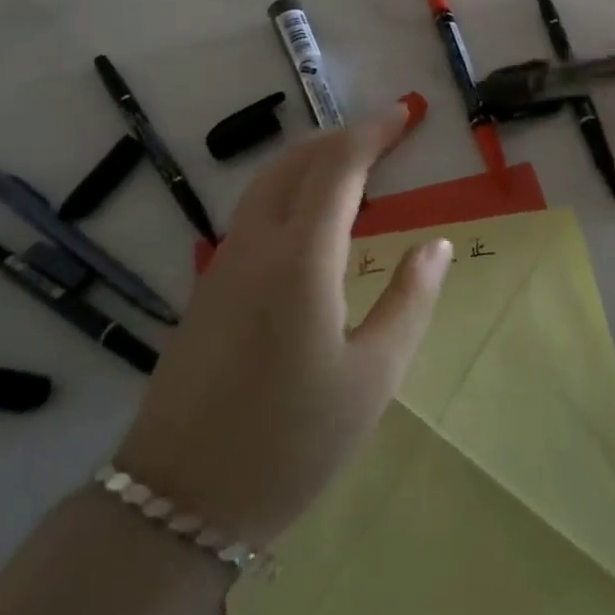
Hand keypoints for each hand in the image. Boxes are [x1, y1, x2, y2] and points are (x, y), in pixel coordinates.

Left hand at [113, 104, 451, 546]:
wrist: (178, 499)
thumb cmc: (289, 442)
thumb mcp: (371, 379)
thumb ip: (408, 302)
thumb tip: (436, 245)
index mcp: (302, 256)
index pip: (339, 166)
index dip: (374, 133)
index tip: (406, 114)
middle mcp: (258, 242)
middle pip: (298, 160)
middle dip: (343, 135)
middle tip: (386, 133)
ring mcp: (226, 261)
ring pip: (269, 180)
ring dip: (312, 156)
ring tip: (353, 162)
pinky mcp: (210, 284)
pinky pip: (254, 208)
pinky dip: (289, 185)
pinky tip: (309, 214)